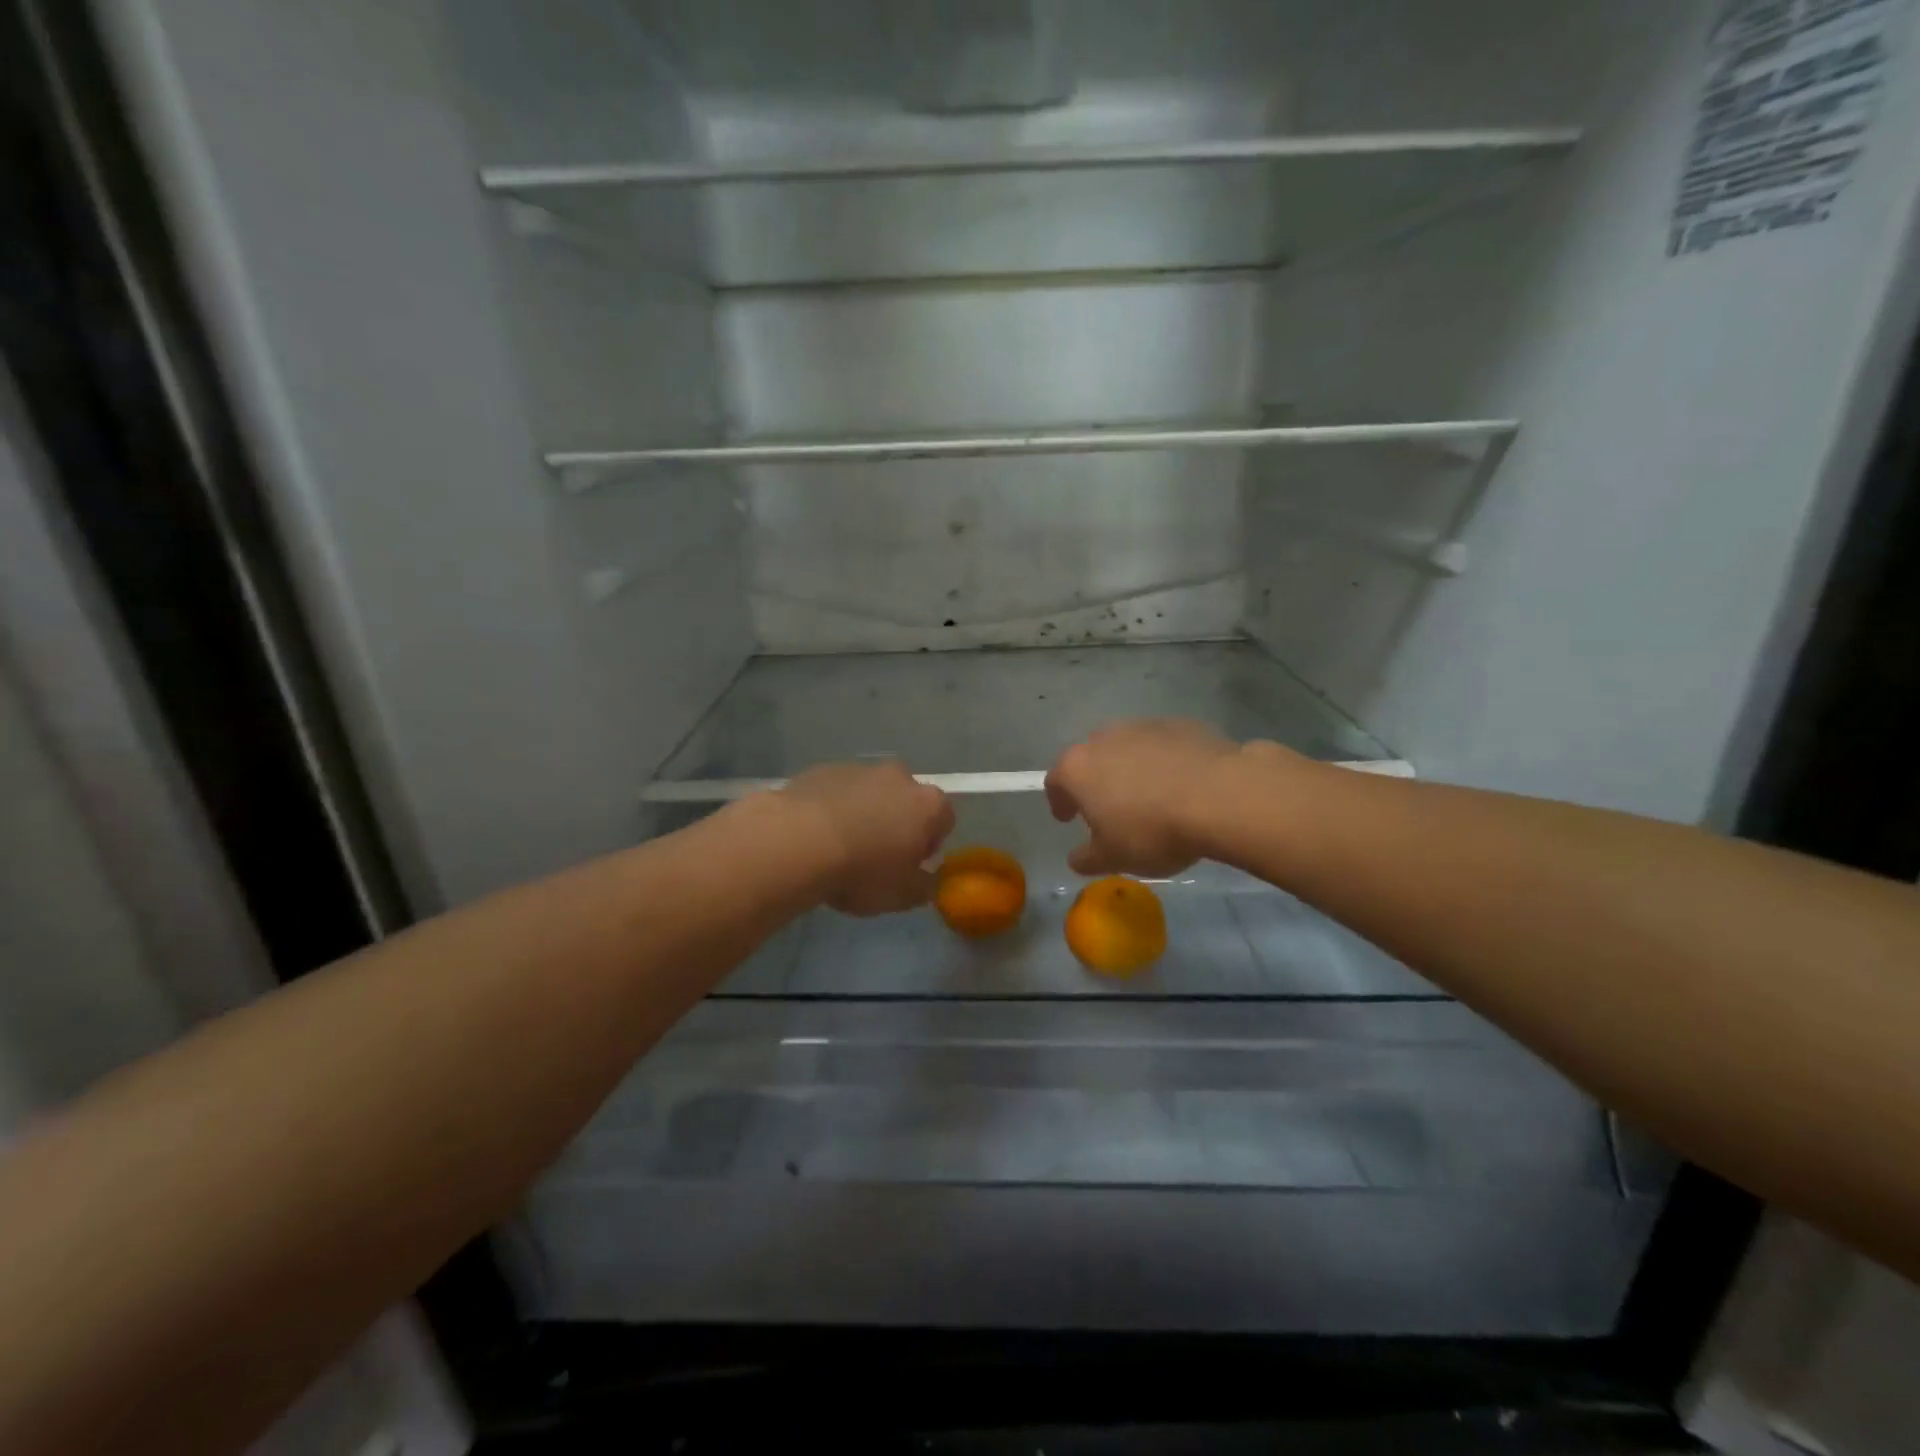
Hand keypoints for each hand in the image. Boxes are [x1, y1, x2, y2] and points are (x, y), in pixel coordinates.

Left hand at [780, 761, 954, 915]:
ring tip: (841, 848)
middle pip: (907, 801)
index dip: (929, 845)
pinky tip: (816, 835)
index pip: (944, 820)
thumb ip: (924, 887)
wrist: (797, 842)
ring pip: (871, 794)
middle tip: (876, 857)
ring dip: (864, 814)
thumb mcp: (901, 896)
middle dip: (897, 824)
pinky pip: (838, 792)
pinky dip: (834, 808)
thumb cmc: (862, 871)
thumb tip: (927, 879)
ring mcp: (860, 769)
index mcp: (928, 805)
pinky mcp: (824, 769)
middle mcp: (899, 777)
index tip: (909, 866)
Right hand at [1045, 718, 1249, 875]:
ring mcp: (1143, 726)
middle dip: (1096, 781)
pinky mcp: (1180, 724)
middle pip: (1091, 758)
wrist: (1220, 796)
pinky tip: (1182, 785)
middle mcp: (1104, 738)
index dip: (1059, 801)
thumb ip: (1087, 858)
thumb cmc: (1152, 830)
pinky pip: (1163, 745)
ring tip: (1150, 797)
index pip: (1056, 781)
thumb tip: (1077, 858)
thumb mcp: (1114, 858)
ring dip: (1131, 768)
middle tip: (1109, 809)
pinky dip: (1164, 761)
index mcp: (1078, 768)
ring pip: (1127, 747)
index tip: (1068, 818)